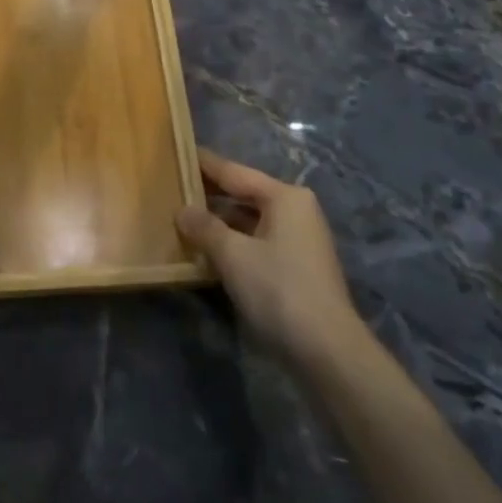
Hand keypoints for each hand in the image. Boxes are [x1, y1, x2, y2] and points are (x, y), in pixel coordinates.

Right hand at [176, 149, 369, 370]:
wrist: (327, 351)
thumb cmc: (279, 290)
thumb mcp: (233, 255)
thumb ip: (204, 228)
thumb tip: (182, 210)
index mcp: (285, 197)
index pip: (235, 171)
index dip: (204, 164)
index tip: (178, 151)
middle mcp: (296, 210)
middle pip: (245, 193)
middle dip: (210, 193)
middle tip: (174, 185)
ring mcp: (299, 239)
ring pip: (250, 220)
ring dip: (220, 221)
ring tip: (184, 217)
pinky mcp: (297, 266)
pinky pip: (258, 240)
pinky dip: (234, 241)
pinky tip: (208, 249)